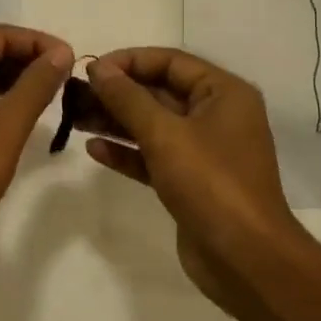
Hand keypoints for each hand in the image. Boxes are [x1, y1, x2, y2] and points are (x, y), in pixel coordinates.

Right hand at [78, 48, 306, 308]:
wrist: (245, 259)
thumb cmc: (211, 183)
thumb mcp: (165, 134)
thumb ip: (128, 98)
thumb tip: (98, 68)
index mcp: (223, 94)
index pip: (170, 62)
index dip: (129, 61)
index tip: (90, 69)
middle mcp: (216, 116)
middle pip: (159, 92)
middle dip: (117, 92)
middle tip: (75, 95)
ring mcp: (203, 151)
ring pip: (153, 125)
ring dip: (116, 120)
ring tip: (76, 118)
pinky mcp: (190, 182)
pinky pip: (153, 156)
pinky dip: (127, 152)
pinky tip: (95, 150)